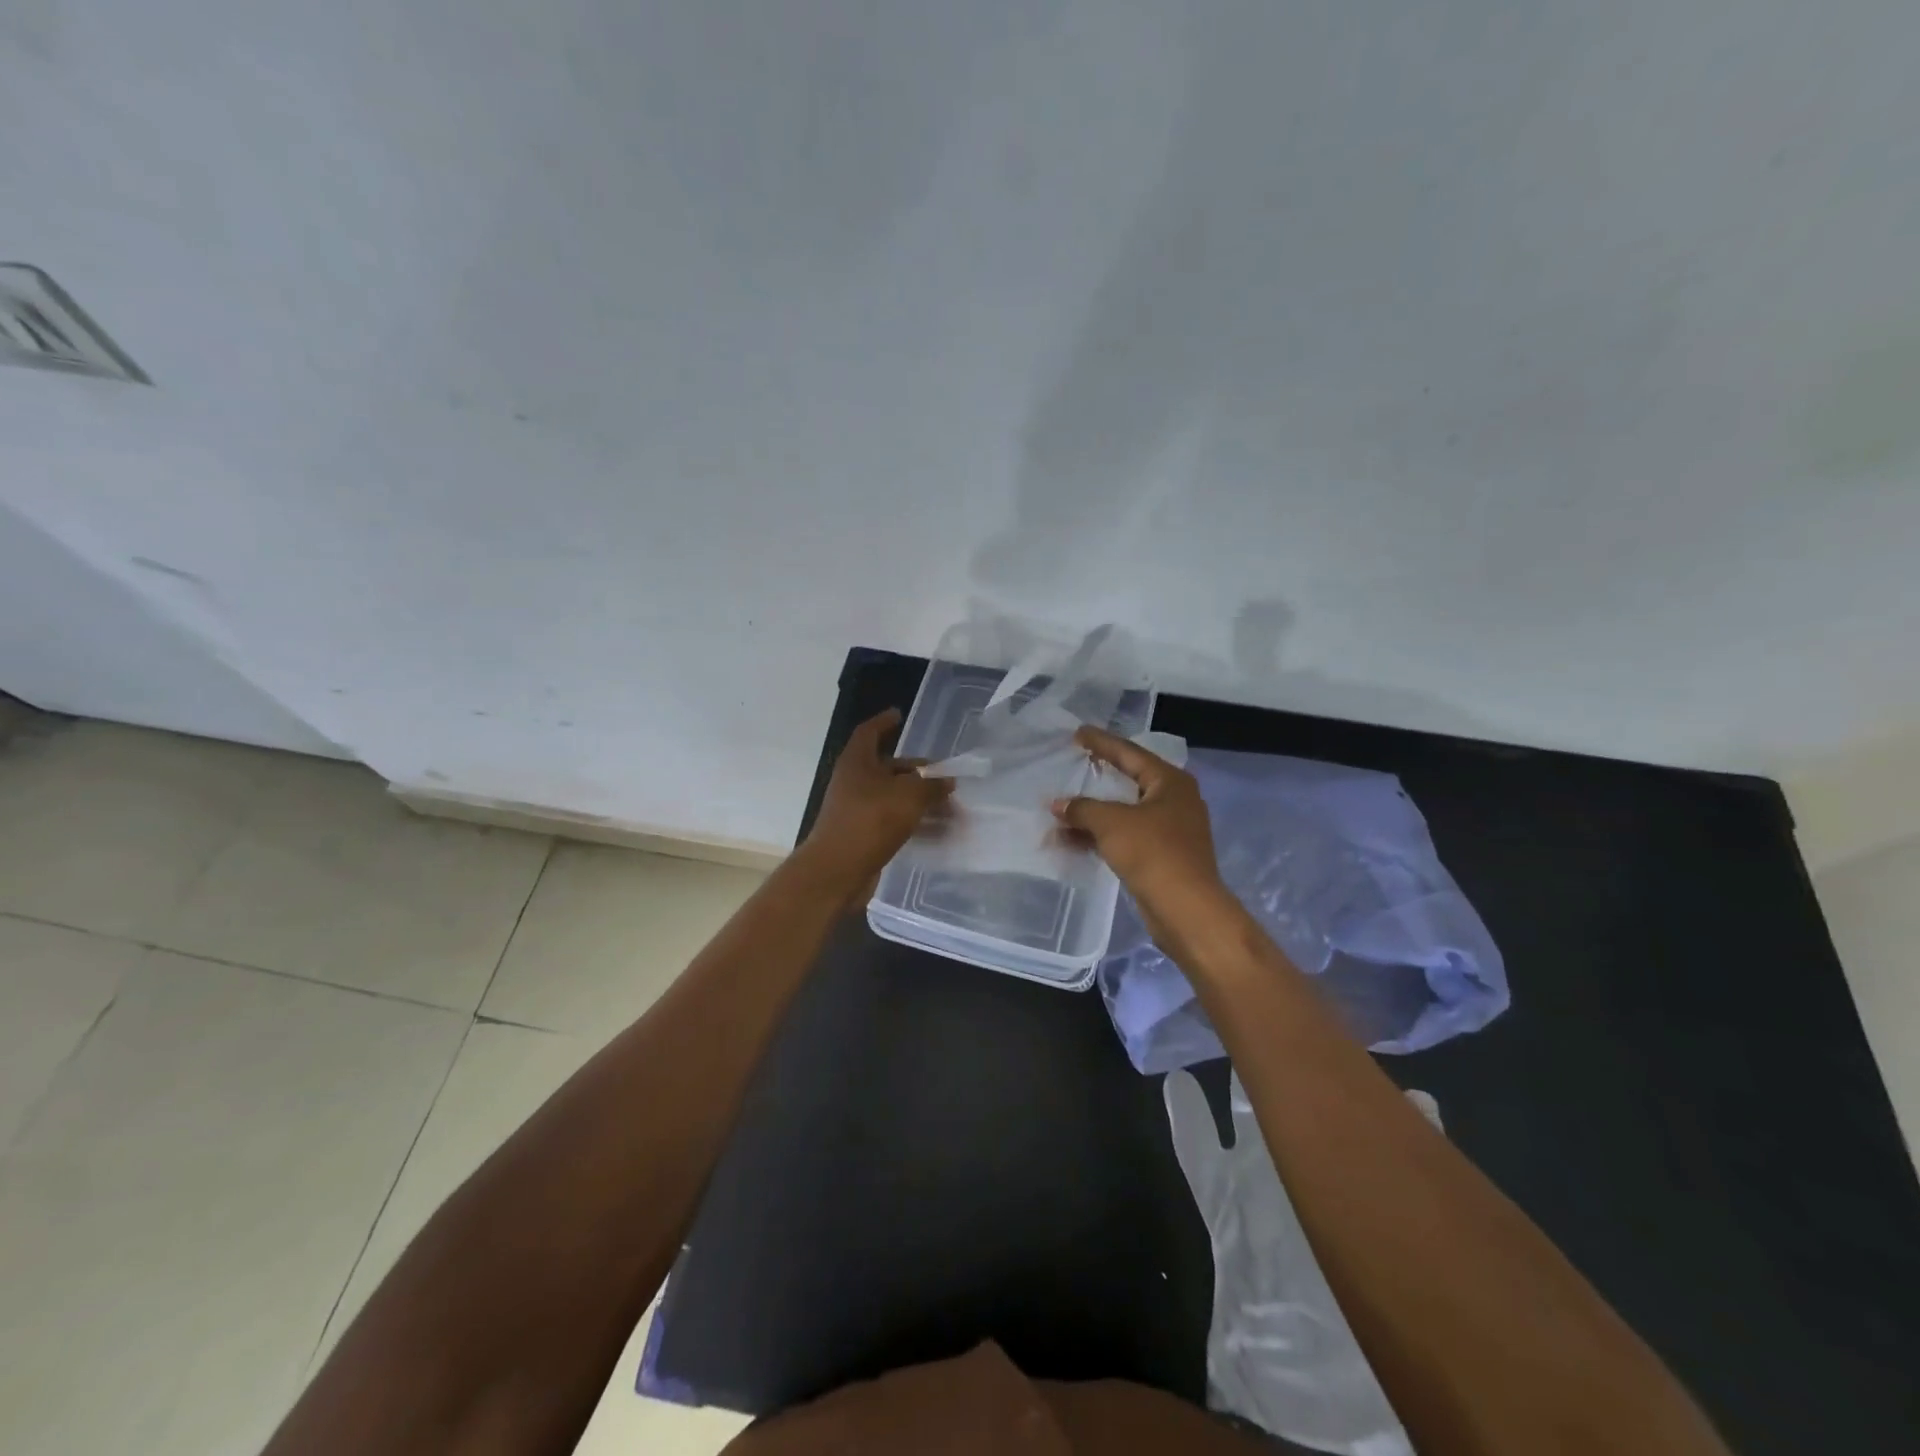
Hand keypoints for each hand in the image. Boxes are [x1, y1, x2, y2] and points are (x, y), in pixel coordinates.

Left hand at [800, 708, 954, 898]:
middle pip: (889, 768)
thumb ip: (932, 785)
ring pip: (894, 797)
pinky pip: (894, 822)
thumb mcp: (909, 796)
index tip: (899, 714)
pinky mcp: (863, 835)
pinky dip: (915, 823)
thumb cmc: (870, 820)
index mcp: (857, 762)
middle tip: (946, 777)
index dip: (884, 722)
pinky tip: (938, 833)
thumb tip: (947, 781)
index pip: (870, 732)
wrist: (837, 870)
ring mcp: (857, 809)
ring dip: (922, 801)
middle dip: (919, 772)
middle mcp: (854, 781)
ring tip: (952, 810)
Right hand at [1052, 726, 1237, 949]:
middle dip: (1097, 779)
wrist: (1186, 909)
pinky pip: (1125, 837)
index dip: (1101, 742)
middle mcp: (1174, 800)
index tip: (1078, 733)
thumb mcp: (1111, 823)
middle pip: (1129, 781)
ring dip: (1092, 815)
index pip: (1129, 753)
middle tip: (1074, 764)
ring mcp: (1170, 830)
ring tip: (1059, 812)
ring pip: (1124, 813)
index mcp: (1170, 782)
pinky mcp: (1162, 856)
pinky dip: (1101, 836)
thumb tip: (1058, 805)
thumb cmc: (1152, 853)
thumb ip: (1082, 809)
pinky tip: (1072, 841)